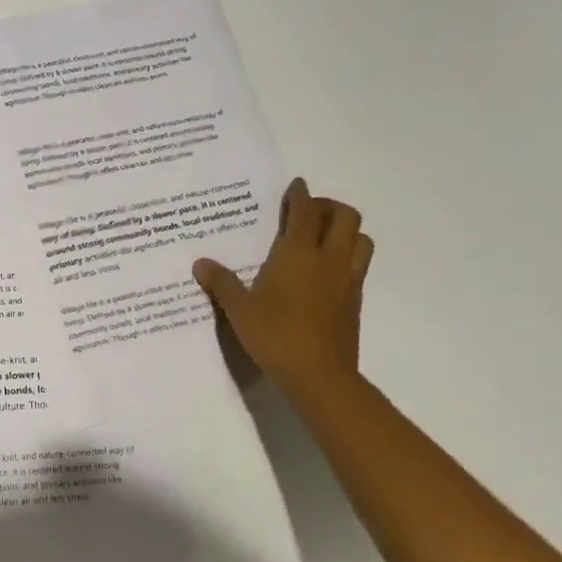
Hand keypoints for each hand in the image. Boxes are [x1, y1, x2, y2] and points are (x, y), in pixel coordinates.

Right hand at [192, 177, 373, 408]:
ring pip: (360, 239)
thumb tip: (201, 263)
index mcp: (298, 253)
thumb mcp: (239, 309)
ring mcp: (347, 280)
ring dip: (345, 231)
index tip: (296, 186)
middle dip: (328, 207)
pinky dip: (346, 256)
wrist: (319, 375)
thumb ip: (222, 283)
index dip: (300, 195)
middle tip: (307, 214)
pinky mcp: (356, 301)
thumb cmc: (275, 335)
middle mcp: (328, 259)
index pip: (305, 211)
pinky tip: (325, 271)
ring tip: (322, 239)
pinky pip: (359, 265)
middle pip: (345, 216)